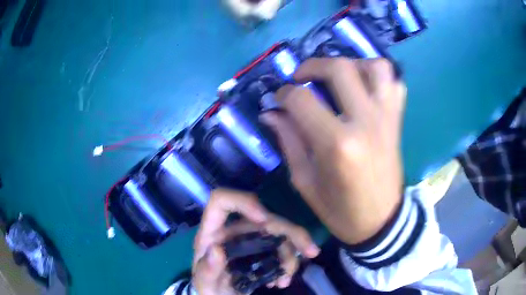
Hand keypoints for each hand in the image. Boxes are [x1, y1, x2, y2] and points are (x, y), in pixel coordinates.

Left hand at [192, 189, 319, 294]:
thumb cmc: (209, 288)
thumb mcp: (204, 285)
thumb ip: (206, 270)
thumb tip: (216, 249)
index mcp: (212, 233)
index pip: (222, 201)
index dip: (243, 202)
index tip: (264, 220)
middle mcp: (233, 231)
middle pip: (264, 217)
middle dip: (290, 232)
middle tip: (311, 251)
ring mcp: (249, 239)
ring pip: (279, 232)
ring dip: (291, 253)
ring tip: (286, 278)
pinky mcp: (262, 250)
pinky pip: (283, 247)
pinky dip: (289, 261)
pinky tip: (283, 280)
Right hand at [260, 58, 405, 244]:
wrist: (380, 221)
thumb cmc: (340, 210)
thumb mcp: (305, 182)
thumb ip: (289, 141)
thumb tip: (271, 112)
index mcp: (337, 145)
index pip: (302, 99)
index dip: (283, 94)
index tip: (278, 99)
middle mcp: (365, 122)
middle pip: (339, 68)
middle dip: (312, 66)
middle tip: (301, 78)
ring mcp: (386, 119)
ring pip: (374, 67)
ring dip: (351, 64)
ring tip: (337, 77)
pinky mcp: (396, 121)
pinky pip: (395, 83)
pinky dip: (378, 76)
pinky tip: (364, 86)